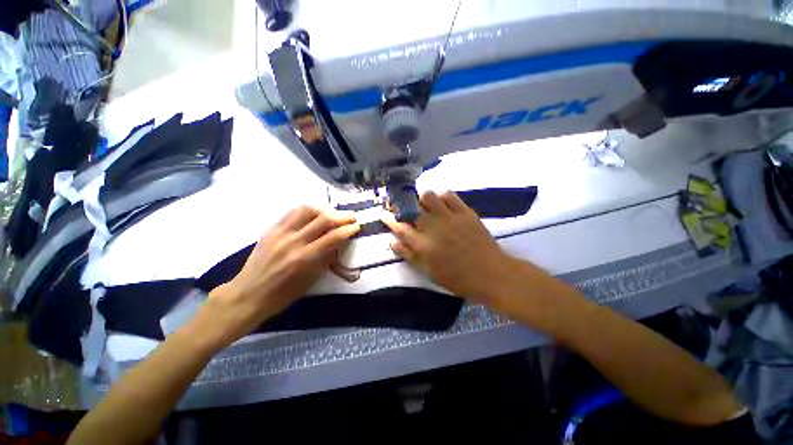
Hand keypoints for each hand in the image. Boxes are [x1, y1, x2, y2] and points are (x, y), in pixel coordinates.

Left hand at [204, 206, 359, 344]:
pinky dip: (308, 210)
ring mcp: (280, 233)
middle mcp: (293, 242)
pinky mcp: (271, 229)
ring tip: (333, 214)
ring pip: (307, 210)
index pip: (333, 237)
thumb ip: (325, 258)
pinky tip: (314, 214)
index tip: (357, 226)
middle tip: (351, 217)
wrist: (248, 294)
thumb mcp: (310, 280)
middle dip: (342, 216)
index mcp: (304, 259)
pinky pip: (292, 212)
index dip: (349, 229)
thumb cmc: (282, 295)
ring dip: (325, 210)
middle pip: (323, 219)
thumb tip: (339, 242)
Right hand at [382, 191, 517, 304]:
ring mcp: (450, 218)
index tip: (383, 212)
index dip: (389, 218)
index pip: (399, 227)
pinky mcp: (465, 212)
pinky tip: (443, 204)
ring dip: (422, 199)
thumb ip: (409, 256)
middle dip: (402, 204)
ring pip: (428, 196)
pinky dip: (442, 197)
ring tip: (425, 206)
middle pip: (411, 208)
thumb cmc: (458, 278)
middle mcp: (434, 228)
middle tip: (403, 206)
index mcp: (423, 246)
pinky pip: (449, 195)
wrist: (491, 274)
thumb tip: (392, 242)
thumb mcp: (429, 272)